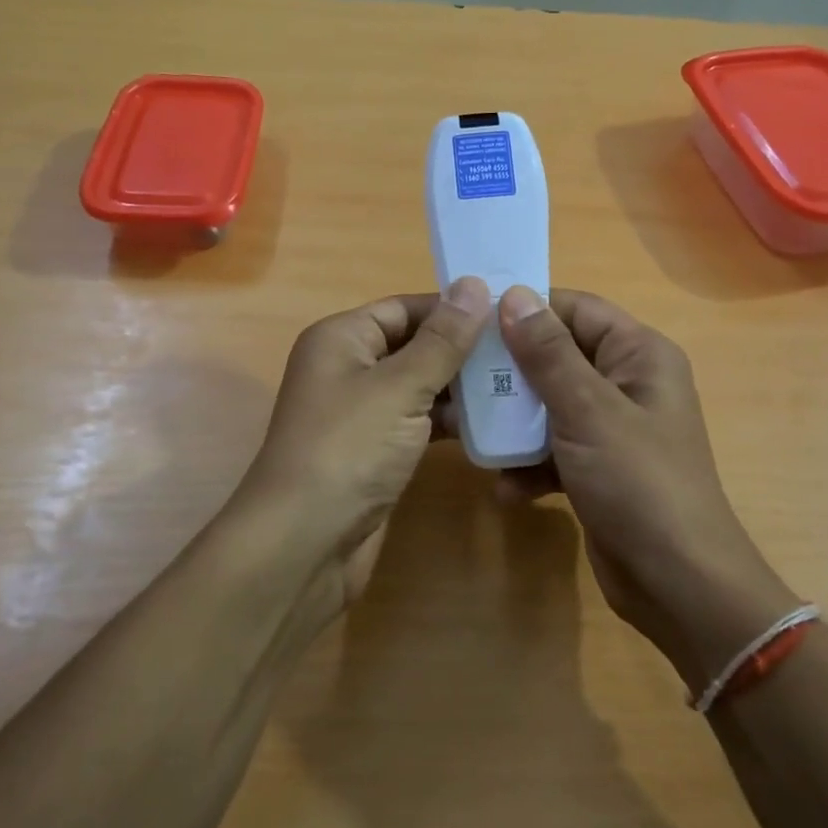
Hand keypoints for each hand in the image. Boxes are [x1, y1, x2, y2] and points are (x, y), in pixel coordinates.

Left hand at [233, 276, 489, 618]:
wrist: (305, 543)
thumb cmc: (349, 449)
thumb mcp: (400, 387)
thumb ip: (442, 340)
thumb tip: (475, 284)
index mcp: (342, 338)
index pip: (404, 307)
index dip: (453, 308)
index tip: (509, 312)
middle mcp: (348, 368)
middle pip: (413, 345)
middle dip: (463, 349)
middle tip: (522, 351)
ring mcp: (361, 413)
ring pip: (419, 386)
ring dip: (462, 386)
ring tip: (518, 383)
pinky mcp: (375, 451)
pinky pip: (418, 422)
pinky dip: (449, 421)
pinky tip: (492, 423)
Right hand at [494, 286, 801, 691]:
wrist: (678, 585)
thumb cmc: (638, 483)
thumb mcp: (588, 412)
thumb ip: (548, 354)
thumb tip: (514, 295)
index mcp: (639, 355)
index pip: (577, 309)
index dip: (528, 309)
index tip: (473, 320)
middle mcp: (627, 383)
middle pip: (557, 357)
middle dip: (512, 373)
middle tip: (462, 381)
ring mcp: (612, 428)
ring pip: (550, 405)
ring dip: (514, 423)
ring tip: (475, 435)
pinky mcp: (598, 467)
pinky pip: (554, 449)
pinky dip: (530, 464)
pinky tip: (507, 489)